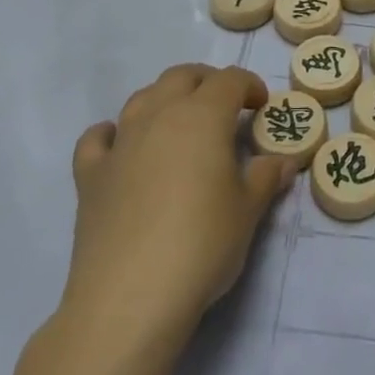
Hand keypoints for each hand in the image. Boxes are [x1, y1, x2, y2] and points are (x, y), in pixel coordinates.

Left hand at [61, 64, 297, 353]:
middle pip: (183, 76)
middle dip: (207, 83)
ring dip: (165, 100)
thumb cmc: (201, 245)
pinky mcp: (90, 175)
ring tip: (180, 124)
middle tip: (224, 108)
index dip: (249, 85)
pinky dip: (112, 134)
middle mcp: (160, 115)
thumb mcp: (247, 212)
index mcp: (203, 116)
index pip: (230, 80)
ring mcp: (121, 142)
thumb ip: (265, 178)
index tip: (261, 105)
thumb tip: (283, 160)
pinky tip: (121, 147)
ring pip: (143, 97)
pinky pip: (98, 137)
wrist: (130, 298)